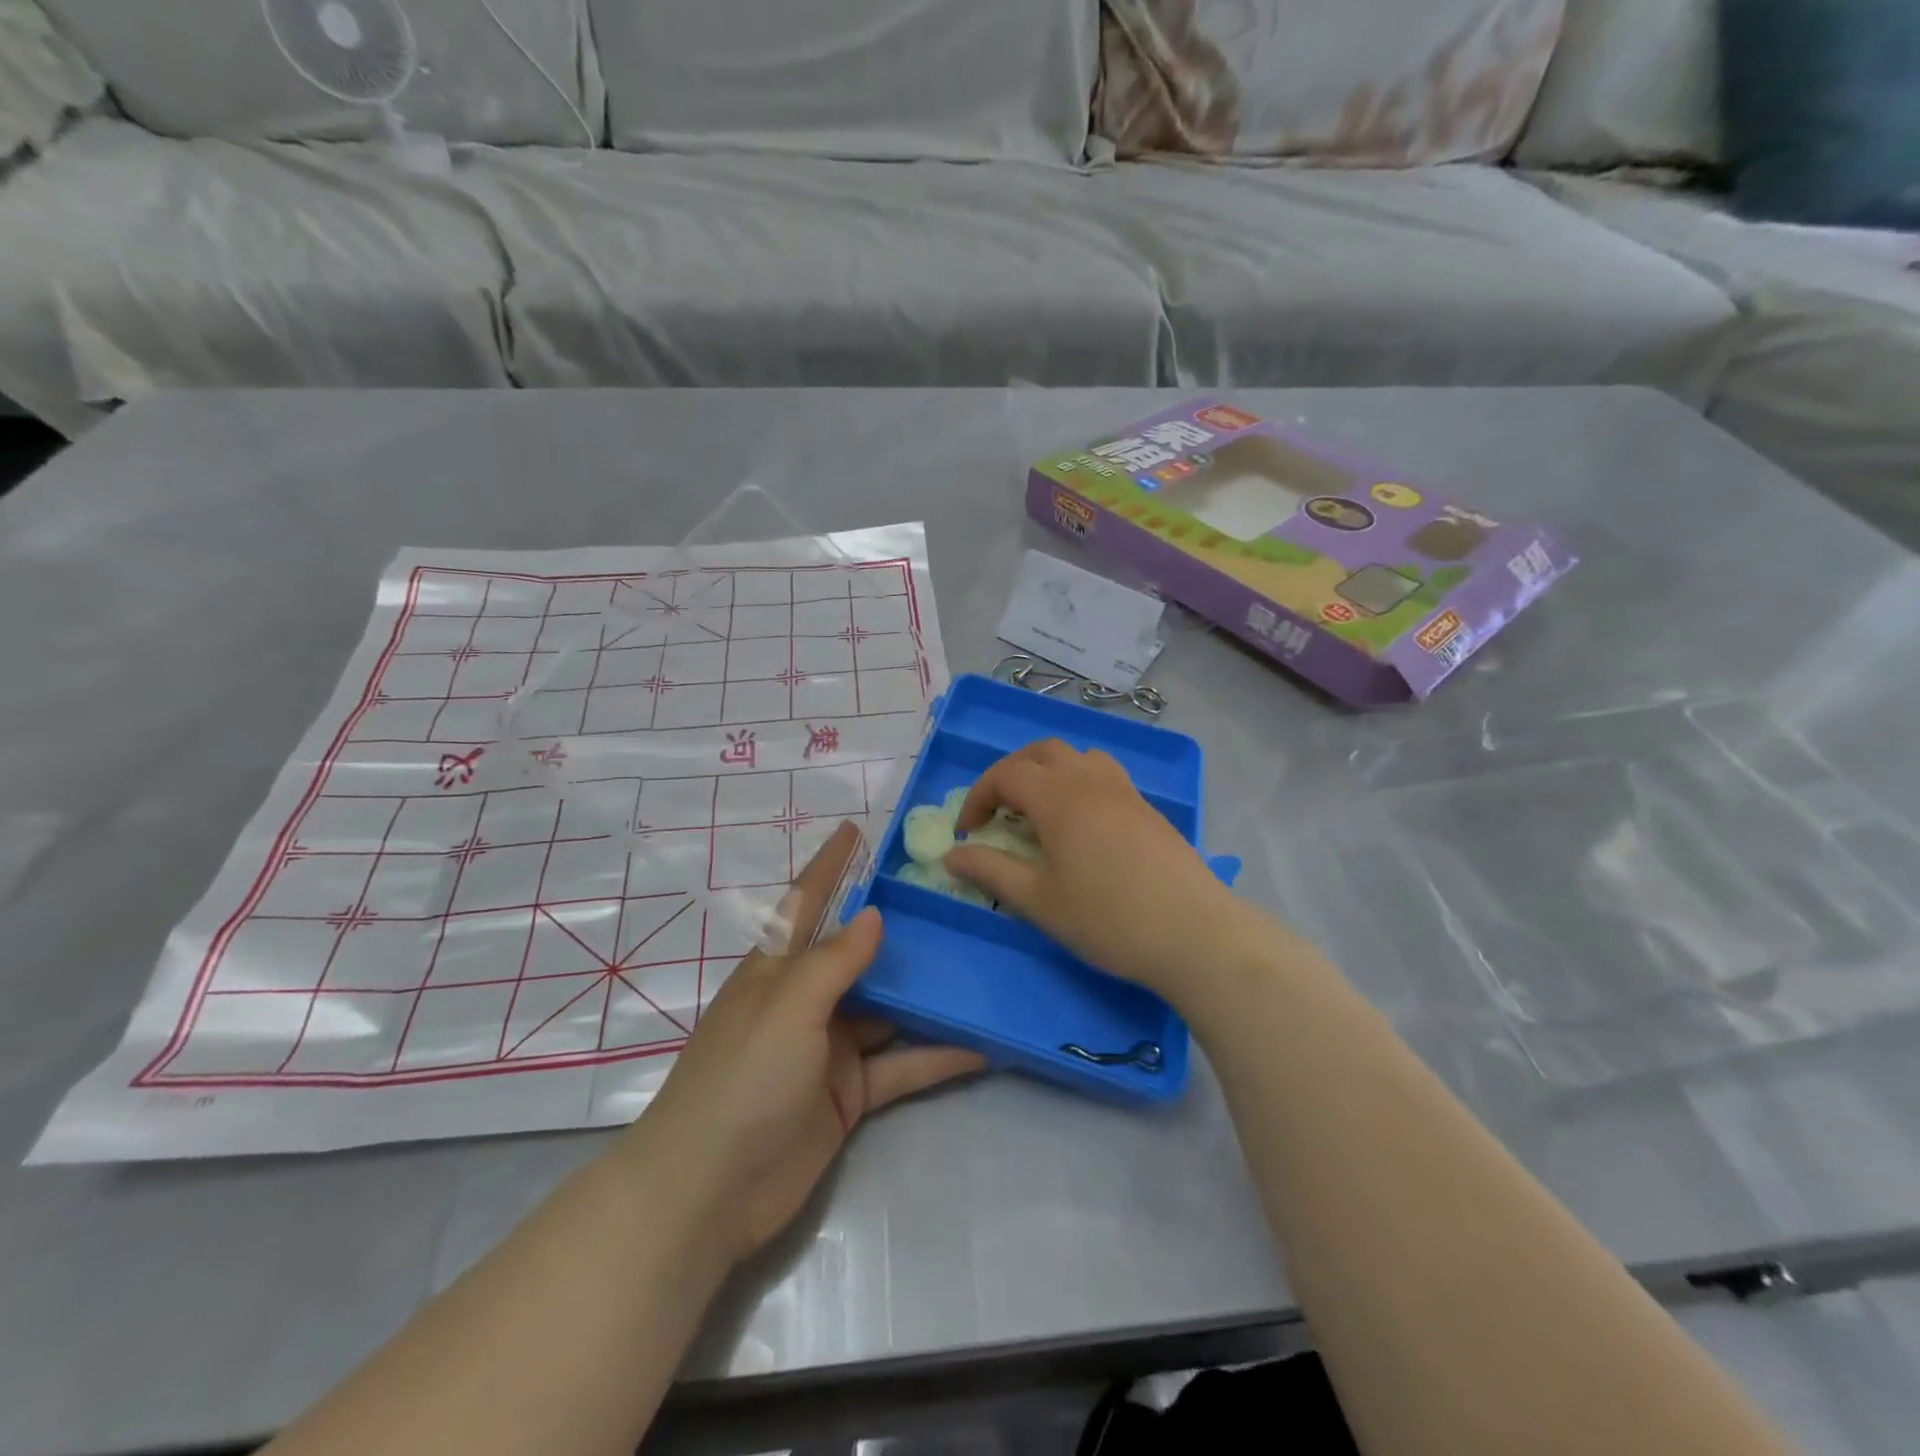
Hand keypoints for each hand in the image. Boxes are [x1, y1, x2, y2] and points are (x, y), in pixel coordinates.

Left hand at [623, 822, 985, 1265]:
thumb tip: (874, 914)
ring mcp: (830, 1048)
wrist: (708, 1195)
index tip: (856, 830)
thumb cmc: (742, 1081)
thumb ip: (833, 961)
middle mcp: (806, 1001)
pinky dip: (937, 1056)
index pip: (807, 903)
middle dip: (899, 929)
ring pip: (889, 1009)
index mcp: (778, 970)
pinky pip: (901, 1066)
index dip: (830, 865)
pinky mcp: (850, 1094)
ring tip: (980, 966)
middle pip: (860, 954)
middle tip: (952, 899)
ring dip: (928, 994)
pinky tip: (982, 1045)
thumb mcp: (787, 1009)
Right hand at [945, 740, 1252, 998]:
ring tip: (1040, 811)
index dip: (978, 796)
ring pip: (1079, 757)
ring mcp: (1125, 792)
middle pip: (1043, 752)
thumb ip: (990, 871)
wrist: (1194, 933)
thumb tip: (951, 855)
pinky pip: (1105, 775)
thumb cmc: (1108, 918)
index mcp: (1060, 798)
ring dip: (1050, 771)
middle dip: (1011, 773)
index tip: (967, 832)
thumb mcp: (1038, 900)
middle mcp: (1091, 781)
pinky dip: (1080, 783)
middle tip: (998, 811)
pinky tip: (1082, 826)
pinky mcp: (1148, 809)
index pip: (1007, 774)